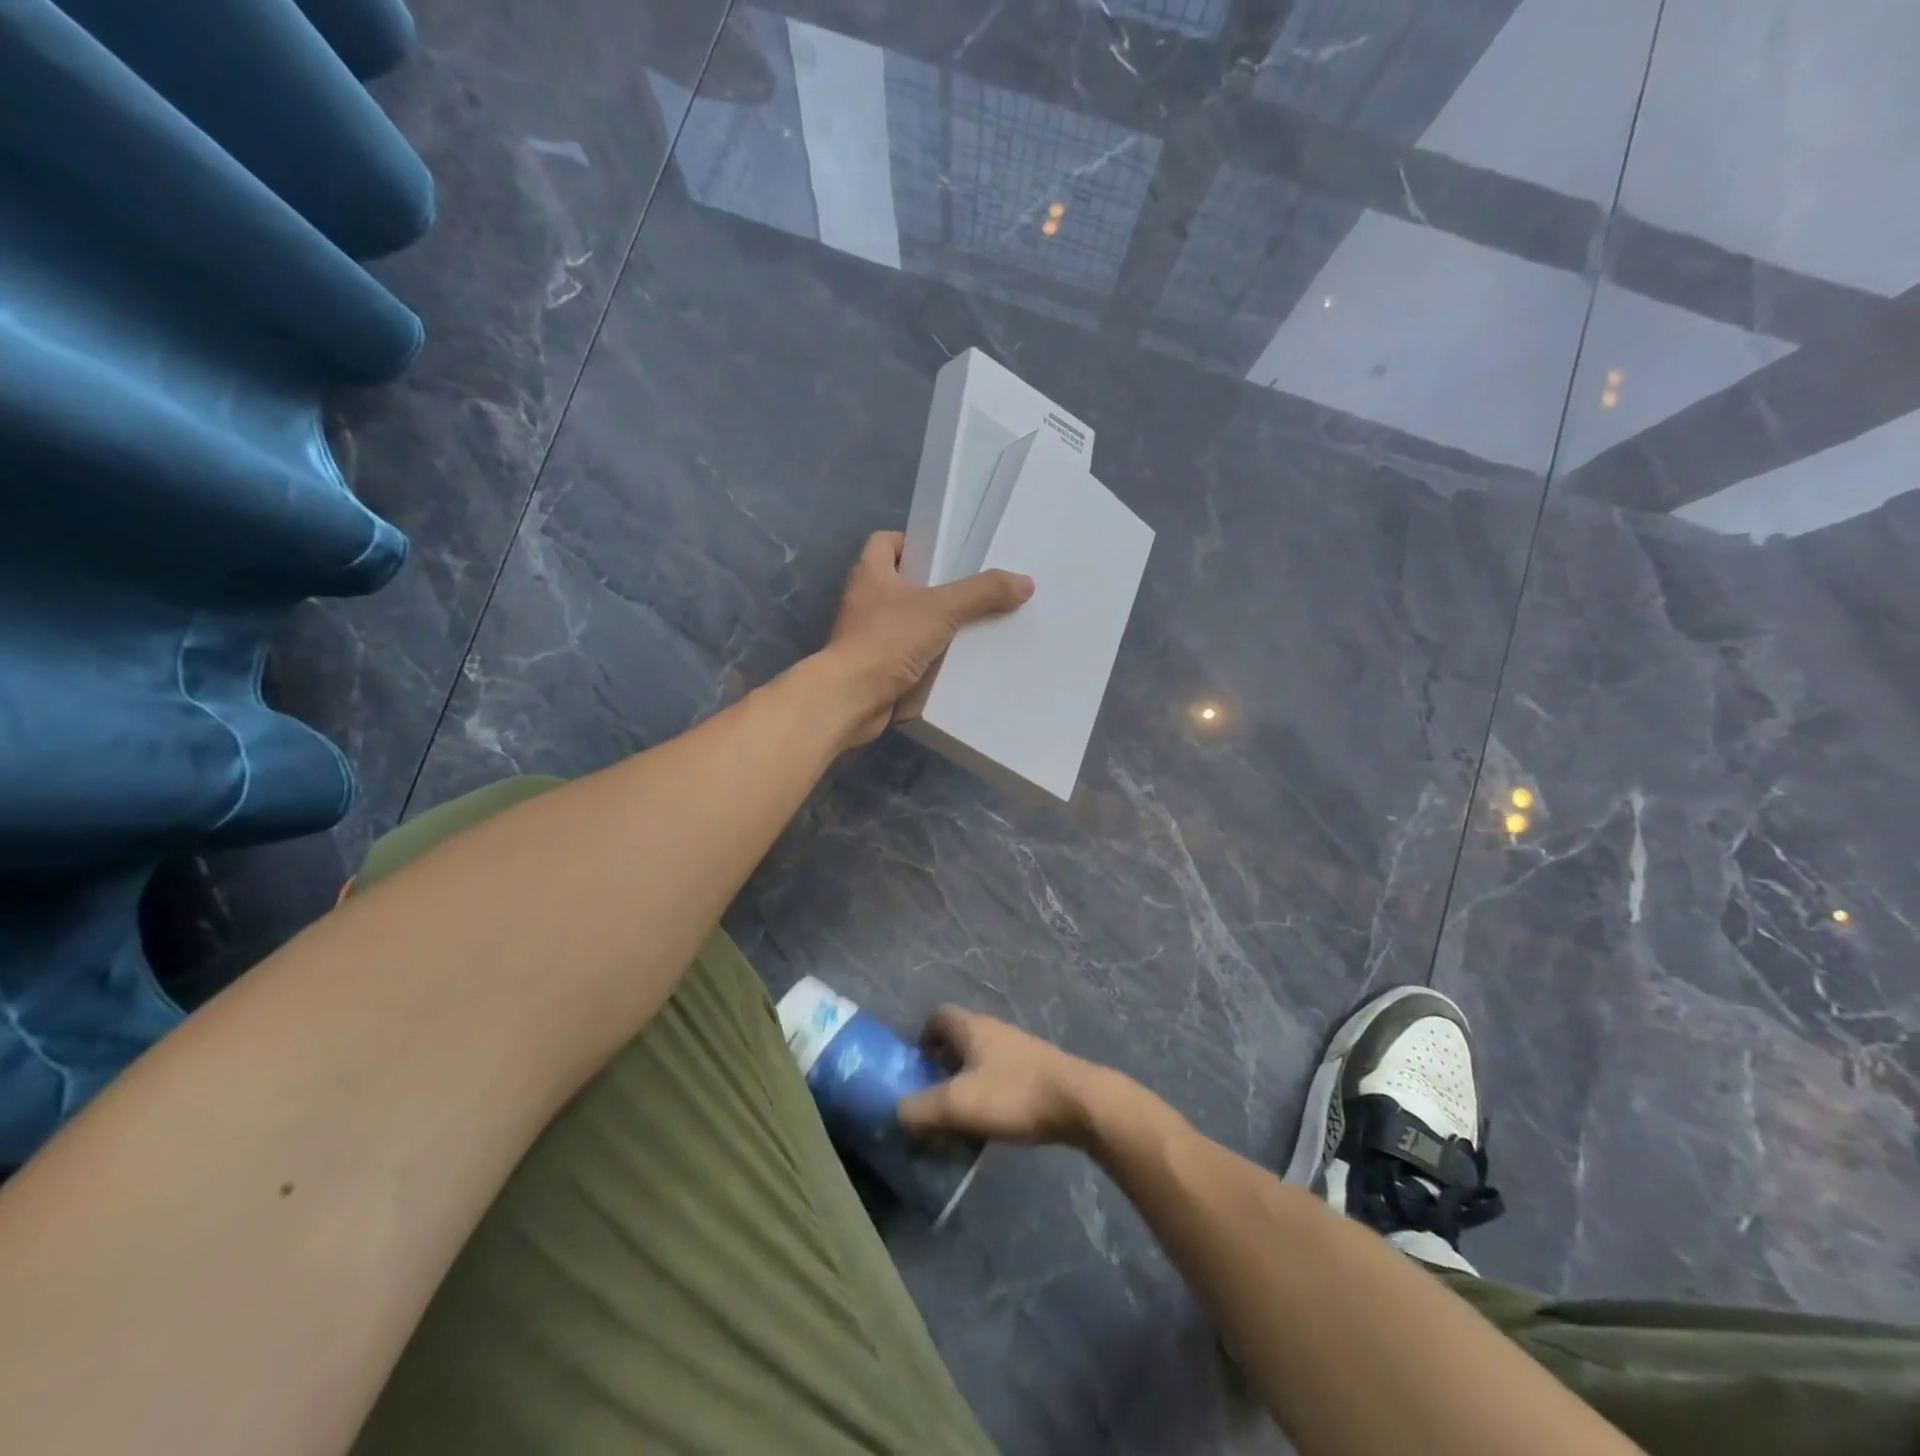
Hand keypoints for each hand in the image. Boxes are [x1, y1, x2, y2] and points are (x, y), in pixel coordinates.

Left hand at [821, 531, 1032, 748]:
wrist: (851, 699)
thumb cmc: (887, 640)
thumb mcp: (941, 609)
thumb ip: (982, 593)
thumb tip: (1025, 582)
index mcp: (871, 573)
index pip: (887, 542)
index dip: (915, 543)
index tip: (946, 556)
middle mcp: (865, 600)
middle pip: (904, 582)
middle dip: (937, 588)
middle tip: (974, 592)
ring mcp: (868, 635)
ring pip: (908, 621)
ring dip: (937, 625)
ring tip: (976, 626)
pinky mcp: (876, 667)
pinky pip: (908, 654)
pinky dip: (930, 657)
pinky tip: (959, 662)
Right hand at [896, 1007, 1102, 1146]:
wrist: (1079, 1103)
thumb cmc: (1013, 1095)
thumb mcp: (957, 1105)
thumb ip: (919, 1109)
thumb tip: (896, 1113)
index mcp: (972, 1028)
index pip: (938, 1016)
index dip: (921, 1038)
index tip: (915, 1069)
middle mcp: (994, 1031)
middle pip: (958, 1039)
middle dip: (941, 1066)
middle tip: (931, 1099)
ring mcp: (1018, 1050)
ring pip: (980, 1060)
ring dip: (965, 1084)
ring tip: (957, 1118)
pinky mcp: (1036, 1072)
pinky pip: (1000, 1077)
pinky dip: (988, 1095)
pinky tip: (989, 1124)